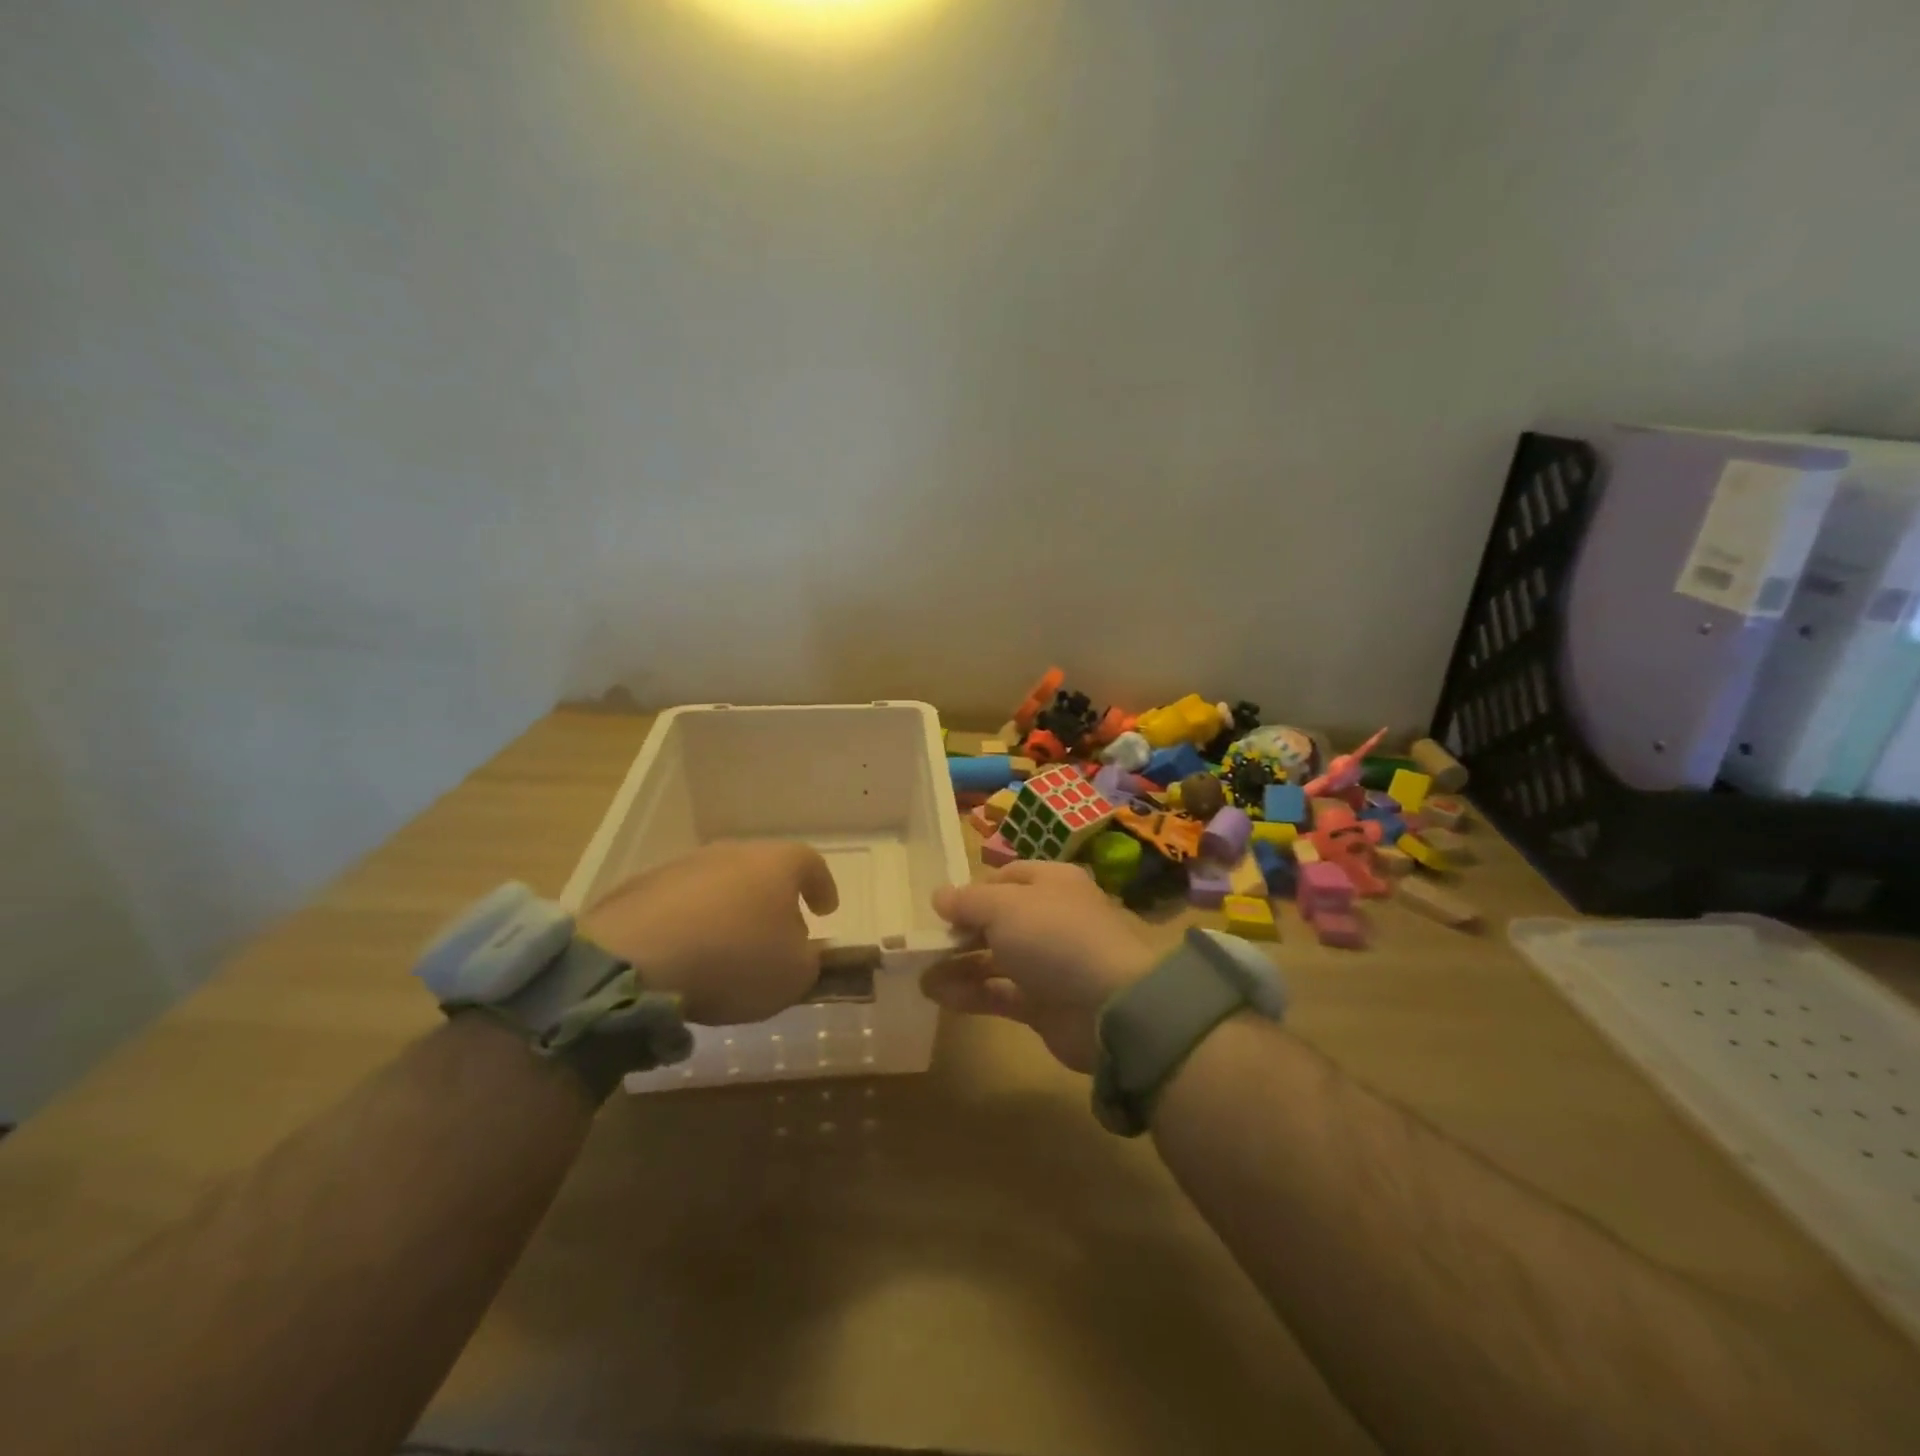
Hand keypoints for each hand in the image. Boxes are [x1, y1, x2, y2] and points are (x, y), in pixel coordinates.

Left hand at [580, 841, 837, 1024]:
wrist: (635, 958)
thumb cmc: (735, 959)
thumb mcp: (793, 975)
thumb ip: (808, 961)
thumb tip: (800, 953)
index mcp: (777, 863)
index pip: (811, 864)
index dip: (822, 886)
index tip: (826, 910)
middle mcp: (731, 853)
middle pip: (762, 871)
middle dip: (773, 901)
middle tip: (777, 935)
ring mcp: (683, 866)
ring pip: (719, 885)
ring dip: (728, 912)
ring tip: (727, 951)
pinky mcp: (641, 889)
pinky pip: (679, 905)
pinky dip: (690, 924)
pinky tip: (686, 957)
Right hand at [923, 861, 1156, 1072]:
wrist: (1111, 1006)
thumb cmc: (1055, 936)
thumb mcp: (1004, 906)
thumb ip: (968, 901)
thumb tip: (939, 896)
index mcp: (1050, 883)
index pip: (1006, 878)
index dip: (973, 890)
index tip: (941, 908)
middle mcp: (1050, 919)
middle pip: (997, 920)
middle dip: (961, 930)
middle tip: (924, 943)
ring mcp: (1047, 963)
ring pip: (995, 958)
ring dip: (958, 965)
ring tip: (920, 973)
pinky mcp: (1042, 1003)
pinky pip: (998, 993)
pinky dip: (970, 993)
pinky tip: (937, 995)